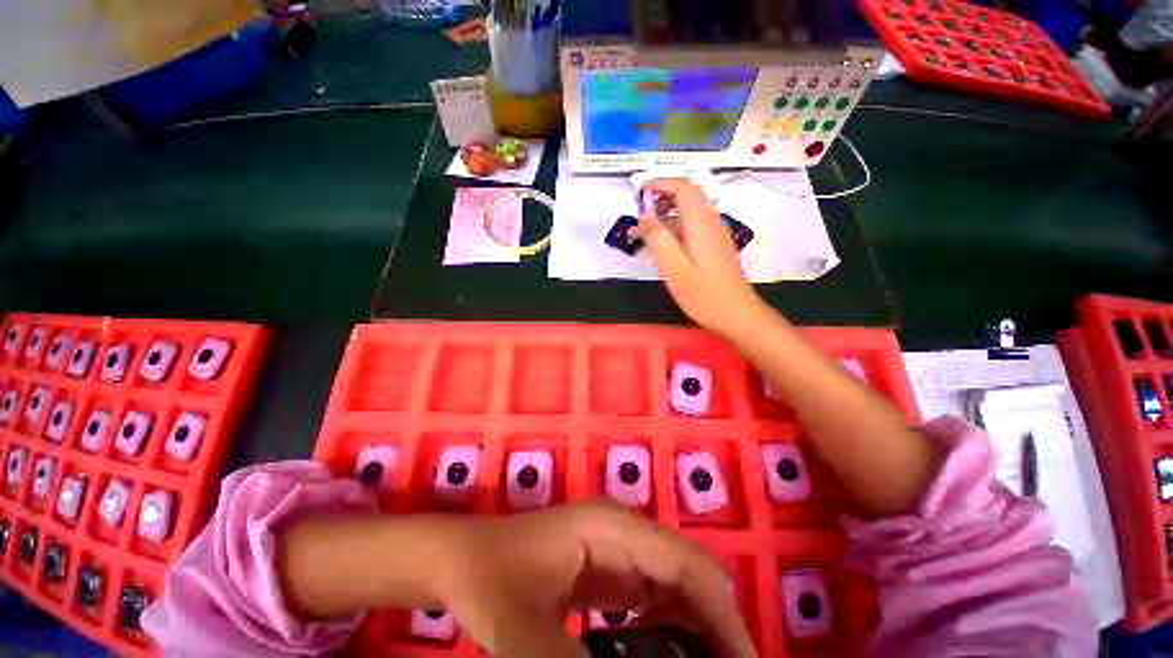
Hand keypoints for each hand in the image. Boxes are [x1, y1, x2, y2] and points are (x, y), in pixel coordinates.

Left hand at [436, 501, 756, 657]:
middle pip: (689, 572)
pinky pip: (654, 594)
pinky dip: (671, 627)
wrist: (465, 559)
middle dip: (716, 625)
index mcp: (614, 528)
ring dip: (697, 627)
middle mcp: (623, 530)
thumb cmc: (492, 579)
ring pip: (675, 583)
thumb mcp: (525, 632)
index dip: (723, 616)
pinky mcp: (607, 567)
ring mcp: (616, 546)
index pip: (687, 565)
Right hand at [632, 179, 764, 340]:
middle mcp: (711, 222)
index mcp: (700, 223)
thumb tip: (644, 214)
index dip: (661, 184)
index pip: (683, 187)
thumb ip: (657, 238)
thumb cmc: (703, 294)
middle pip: (687, 197)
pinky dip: (675, 230)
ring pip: (689, 214)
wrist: (737, 315)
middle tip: (639, 218)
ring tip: (643, 236)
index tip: (639, 194)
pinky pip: (693, 228)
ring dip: (665, 218)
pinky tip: (663, 248)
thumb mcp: (673, 267)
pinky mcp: (715, 248)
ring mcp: (715, 235)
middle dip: (661, 200)